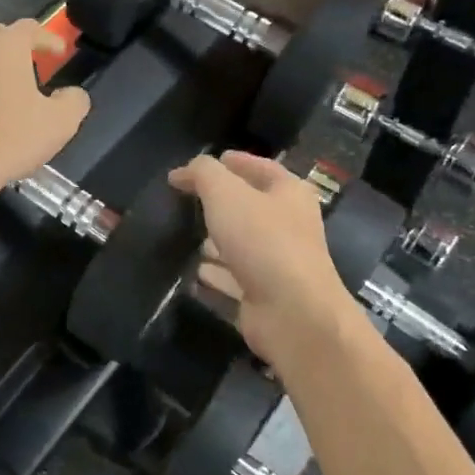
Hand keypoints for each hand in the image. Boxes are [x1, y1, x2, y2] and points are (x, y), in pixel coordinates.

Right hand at [167, 152, 357, 365]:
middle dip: (220, 205)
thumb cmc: (263, 241)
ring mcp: (277, 264)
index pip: (261, 168)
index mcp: (289, 194)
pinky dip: (215, 276)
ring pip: (241, 246)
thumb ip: (203, 174)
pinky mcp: (264, 295)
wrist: (292, 312)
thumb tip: (182, 172)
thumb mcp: (226, 194)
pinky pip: (233, 280)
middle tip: (187, 202)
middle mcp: (288, 226)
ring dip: (217, 243)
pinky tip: (194, 275)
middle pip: (250, 208)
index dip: (234, 162)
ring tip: (185, 239)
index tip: (202, 164)